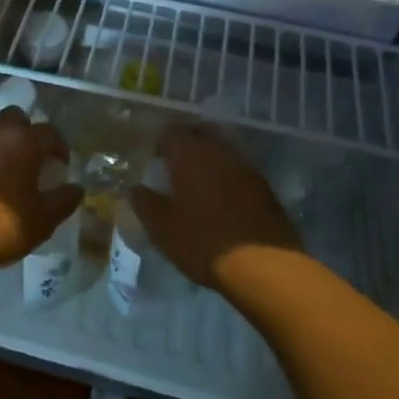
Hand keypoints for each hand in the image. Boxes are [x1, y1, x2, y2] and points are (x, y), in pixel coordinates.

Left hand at [0, 108, 83, 264]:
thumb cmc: (5, 221)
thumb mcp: (43, 219)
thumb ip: (63, 200)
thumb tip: (76, 189)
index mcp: (26, 141)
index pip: (50, 132)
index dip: (59, 147)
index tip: (61, 164)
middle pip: (16, 118)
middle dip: (27, 132)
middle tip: (32, 157)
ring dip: (2, 144)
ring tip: (7, 170)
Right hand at [130, 123, 301, 290]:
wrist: (263, 265)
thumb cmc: (203, 242)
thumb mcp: (163, 229)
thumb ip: (145, 204)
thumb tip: (135, 189)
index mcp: (188, 155)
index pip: (170, 133)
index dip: (160, 144)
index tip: (155, 161)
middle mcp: (218, 151)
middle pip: (199, 133)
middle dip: (187, 143)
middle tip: (176, 165)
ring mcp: (245, 166)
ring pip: (222, 149)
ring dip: (210, 158)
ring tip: (200, 181)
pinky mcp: (264, 185)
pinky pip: (239, 169)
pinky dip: (228, 175)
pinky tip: (224, 197)